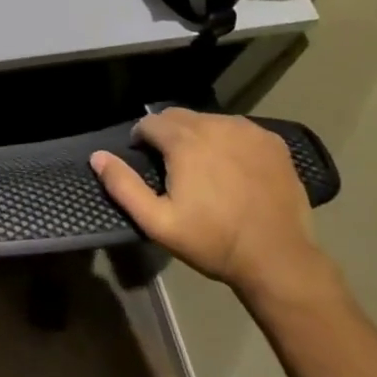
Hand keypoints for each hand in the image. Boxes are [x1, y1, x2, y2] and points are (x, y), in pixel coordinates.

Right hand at [91, 110, 327, 299]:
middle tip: (173, 166)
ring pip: (209, 121)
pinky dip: (229, 141)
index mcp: (184, 141)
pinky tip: (234, 168)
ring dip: (199, 136)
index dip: (142, 139)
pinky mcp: (272, 141)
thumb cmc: (213, 242)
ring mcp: (247, 130)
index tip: (145, 160)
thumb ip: (124, 186)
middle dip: (168, 135)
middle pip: (179, 117)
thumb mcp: (159, 223)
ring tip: (204, 167)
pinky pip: (238, 130)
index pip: (150, 122)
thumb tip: (97, 156)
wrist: (279, 259)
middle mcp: (214, 125)